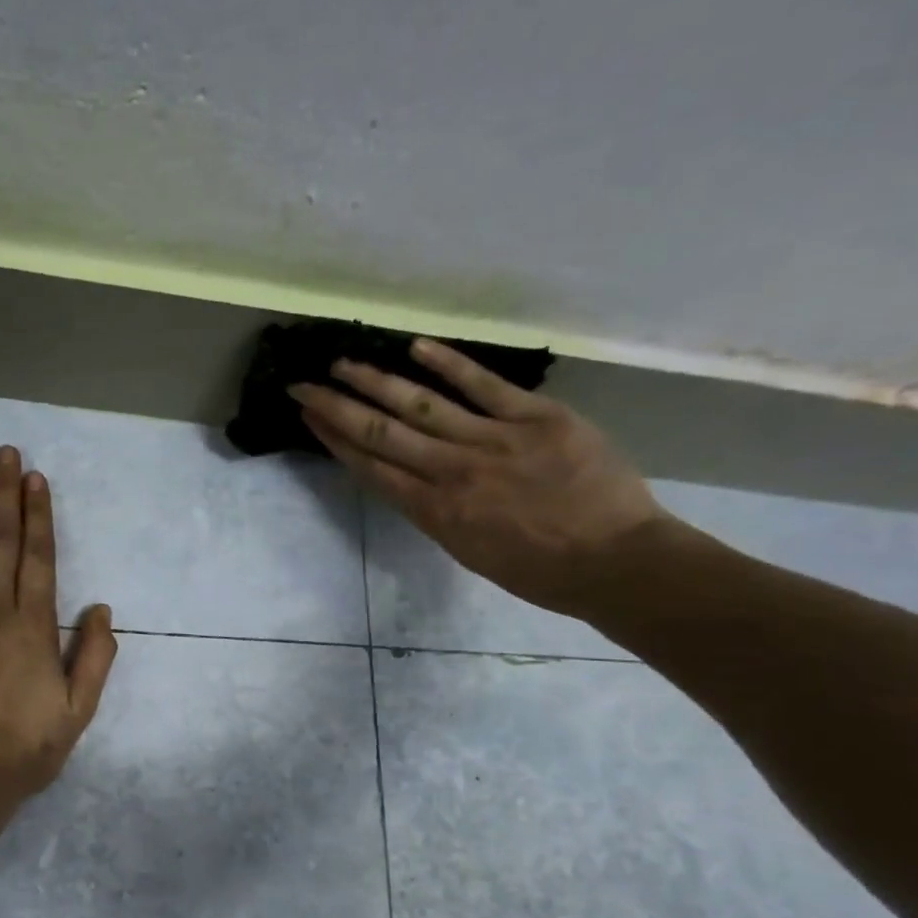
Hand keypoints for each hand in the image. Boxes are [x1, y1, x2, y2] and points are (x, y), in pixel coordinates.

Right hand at [292, 338, 670, 616]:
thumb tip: (413, 480)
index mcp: (433, 512)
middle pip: (382, 433)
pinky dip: (449, 364)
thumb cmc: (538, 570)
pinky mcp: (536, 417)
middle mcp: (451, 472)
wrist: (614, 560)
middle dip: (336, 407)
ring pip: (422, 405)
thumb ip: (435, 512)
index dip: (334, 439)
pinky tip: (415, 347)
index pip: (371, 467)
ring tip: (343, 362)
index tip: (308, 416)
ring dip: (376, 381)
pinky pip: (485, 385)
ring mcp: (493, 440)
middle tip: (303, 382)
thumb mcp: (468, 552)